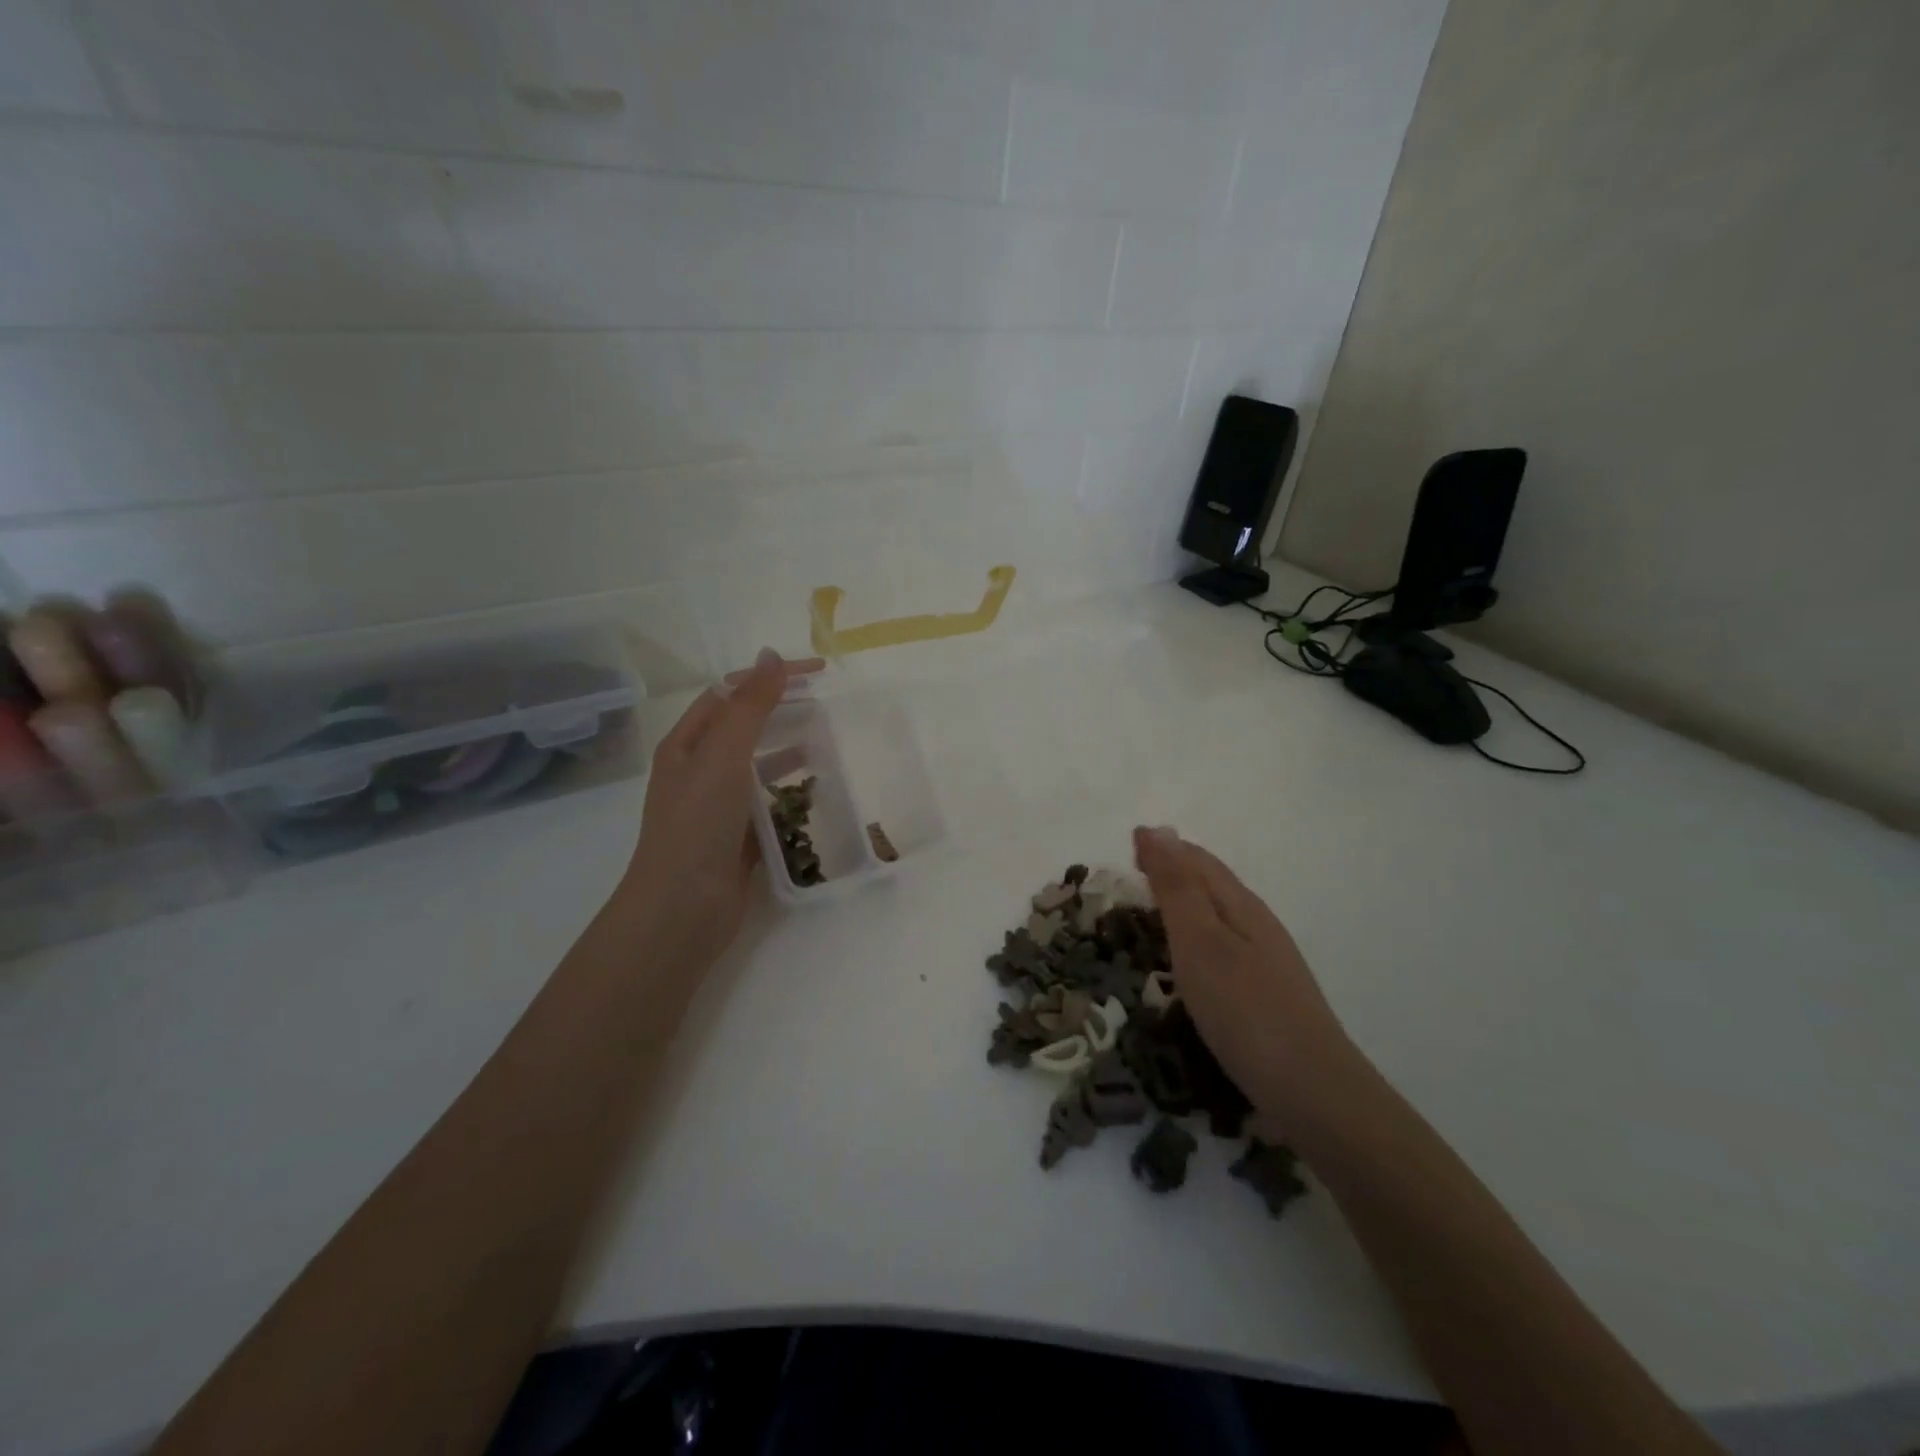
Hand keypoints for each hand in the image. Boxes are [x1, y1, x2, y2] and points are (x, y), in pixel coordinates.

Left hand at [615, 650, 821, 964]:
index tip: (816, 673)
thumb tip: (771, 656)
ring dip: (788, 749)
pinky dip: (790, 790)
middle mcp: (698, 770)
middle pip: (744, 726)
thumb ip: (749, 706)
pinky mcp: (737, 837)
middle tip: (826, 703)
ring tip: (826, 741)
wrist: (682, 909)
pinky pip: (768, 802)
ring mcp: (717, 806)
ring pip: (757, 765)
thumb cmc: (698, 824)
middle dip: (782, 710)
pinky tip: (815, 790)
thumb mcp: (723, 756)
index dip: (769, 677)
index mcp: (686, 744)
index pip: (729, 693)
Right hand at [1132, 826, 1358, 1133]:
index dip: (1164, 848)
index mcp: (1241, 905)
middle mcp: (1257, 925)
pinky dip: (1197, 938)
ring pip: (1220, 916)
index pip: (1198, 861)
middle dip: (1176, 869)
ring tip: (1154, 906)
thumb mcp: (1200, 942)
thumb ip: (1177, 888)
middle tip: (1136, 867)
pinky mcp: (1266, 996)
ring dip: (1187, 902)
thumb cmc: (1244, 1009)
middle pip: (1213, 884)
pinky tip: (1190, 959)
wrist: (1312, 1092)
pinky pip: (1223, 948)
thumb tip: (1157, 829)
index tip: (1130, 840)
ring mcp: (1267, 962)